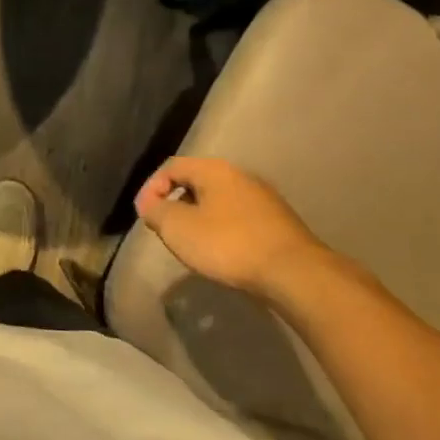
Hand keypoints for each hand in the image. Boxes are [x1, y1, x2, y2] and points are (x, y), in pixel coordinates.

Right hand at [133, 156, 331, 297]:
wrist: (294, 273)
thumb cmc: (228, 244)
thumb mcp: (178, 228)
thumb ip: (156, 211)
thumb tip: (150, 204)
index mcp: (214, 169)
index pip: (172, 167)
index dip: (151, 188)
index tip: (144, 215)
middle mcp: (240, 175)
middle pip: (197, 182)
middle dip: (176, 203)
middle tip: (166, 228)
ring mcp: (263, 198)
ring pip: (220, 201)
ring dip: (200, 218)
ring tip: (193, 243)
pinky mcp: (279, 223)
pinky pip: (239, 219)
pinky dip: (223, 230)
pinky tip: (223, 253)